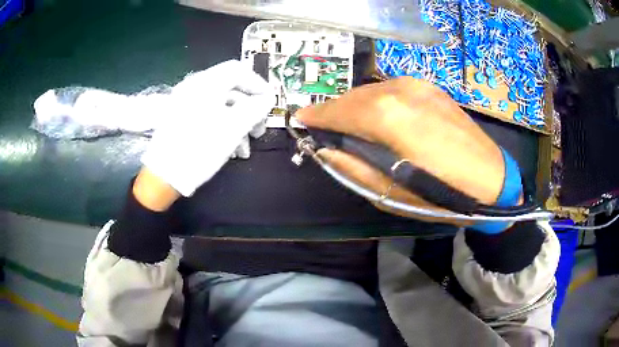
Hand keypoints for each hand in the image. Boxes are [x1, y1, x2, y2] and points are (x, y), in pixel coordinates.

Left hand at [140, 60, 273, 199]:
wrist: (163, 176)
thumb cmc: (200, 149)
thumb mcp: (234, 128)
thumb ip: (255, 108)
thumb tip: (267, 99)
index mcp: (206, 83)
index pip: (238, 71)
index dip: (258, 85)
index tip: (269, 104)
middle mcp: (194, 87)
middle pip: (230, 90)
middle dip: (249, 110)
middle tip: (258, 131)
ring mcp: (184, 102)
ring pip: (220, 106)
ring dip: (237, 124)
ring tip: (244, 149)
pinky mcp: (180, 118)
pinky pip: (208, 115)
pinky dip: (222, 127)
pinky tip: (229, 149)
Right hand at [296, 77, 504, 223]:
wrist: (491, 180)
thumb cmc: (441, 194)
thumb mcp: (389, 193)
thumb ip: (351, 167)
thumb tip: (326, 148)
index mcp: (386, 116)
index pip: (337, 110)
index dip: (316, 116)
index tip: (300, 119)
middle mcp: (398, 90)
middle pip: (353, 97)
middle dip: (336, 111)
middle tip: (328, 129)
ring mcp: (417, 85)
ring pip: (372, 91)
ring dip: (357, 107)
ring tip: (355, 127)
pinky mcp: (431, 88)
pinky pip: (393, 90)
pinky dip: (379, 103)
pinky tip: (384, 120)